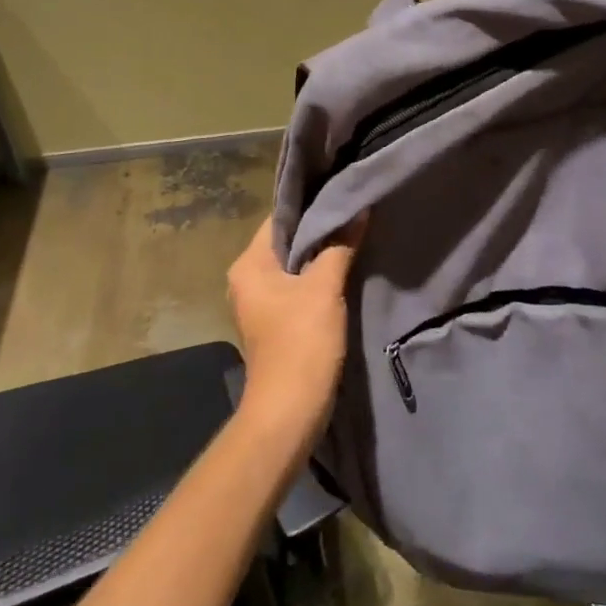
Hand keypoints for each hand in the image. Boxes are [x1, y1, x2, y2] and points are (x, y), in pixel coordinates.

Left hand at [226, 216, 364, 441]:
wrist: (290, 410)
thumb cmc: (301, 341)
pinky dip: (318, 279)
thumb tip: (358, 209)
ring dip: (321, 256)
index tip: (341, 194)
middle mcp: (247, 279)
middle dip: (320, 231)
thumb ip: (340, 245)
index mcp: (249, 265)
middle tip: (354, 214)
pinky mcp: (276, 322)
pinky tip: (345, 272)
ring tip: (355, 239)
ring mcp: (260, 303)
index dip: (311, 206)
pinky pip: (297, 288)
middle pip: (287, 242)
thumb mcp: (324, 288)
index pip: (279, 219)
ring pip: (294, 266)